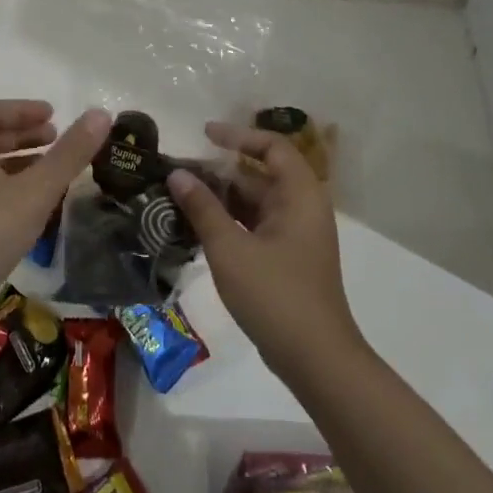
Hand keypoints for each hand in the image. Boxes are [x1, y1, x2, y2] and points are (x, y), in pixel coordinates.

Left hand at [0, 101, 110, 306]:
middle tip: (56, 138)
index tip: (52, 115)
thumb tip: (101, 114)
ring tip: (52, 169)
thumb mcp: (34, 191)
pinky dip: (11, 189)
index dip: (19, 109)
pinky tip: (35, 206)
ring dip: (18, 163)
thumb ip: (69, 154)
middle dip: (22, 135)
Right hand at [168, 122, 355, 368]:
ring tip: (180, 197)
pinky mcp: (287, 260)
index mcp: (300, 196)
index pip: (273, 147)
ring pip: (256, 203)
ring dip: (222, 198)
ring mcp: (296, 236)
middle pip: (261, 175)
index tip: (205, 134)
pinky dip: (229, 222)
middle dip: (221, 171)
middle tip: (180, 171)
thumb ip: (202, 208)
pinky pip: (255, 226)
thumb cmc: (275, 295)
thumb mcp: (230, 248)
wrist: (315, 358)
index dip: (239, 136)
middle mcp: (302, 209)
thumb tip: (177, 174)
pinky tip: (198, 228)